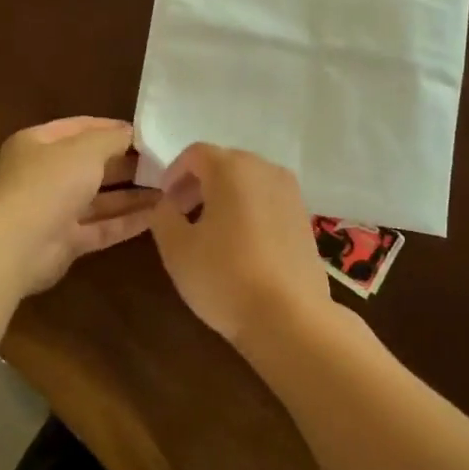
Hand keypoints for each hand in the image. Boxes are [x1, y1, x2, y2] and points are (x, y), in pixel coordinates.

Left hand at [0, 118, 157, 294]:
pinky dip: (127, 221)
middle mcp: (44, 175)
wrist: (16, 246)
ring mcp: (54, 210)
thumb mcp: (85, 149)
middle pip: (91, 165)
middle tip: (163, 162)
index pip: (79, 128)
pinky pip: (102, 227)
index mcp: (38, 144)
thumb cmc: (49, 183)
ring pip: (99, 199)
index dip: (112, 128)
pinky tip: (158, 215)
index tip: (147, 133)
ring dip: (132, 195)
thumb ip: (112, 138)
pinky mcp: (65, 241)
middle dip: (126, 164)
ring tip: (168, 189)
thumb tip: (131, 133)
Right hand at [150, 144, 331, 344]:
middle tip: (183, 215)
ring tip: (211, 232)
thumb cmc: (224, 276)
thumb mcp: (176, 248)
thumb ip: (163, 215)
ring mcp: (291, 192)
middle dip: (199, 184)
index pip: (196, 153)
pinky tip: (242, 244)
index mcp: (232, 168)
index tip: (165, 202)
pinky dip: (250, 209)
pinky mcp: (305, 216)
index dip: (174, 173)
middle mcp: (266, 169)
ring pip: (249, 181)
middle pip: (225, 163)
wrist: (289, 316)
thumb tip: (168, 202)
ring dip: (226, 197)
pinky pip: (268, 200)